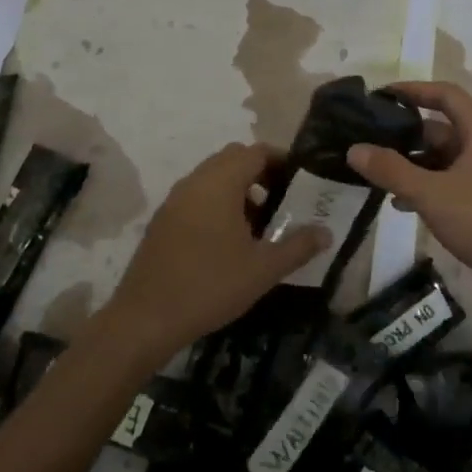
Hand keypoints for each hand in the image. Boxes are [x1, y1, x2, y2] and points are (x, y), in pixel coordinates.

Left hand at [104, 143, 329, 362]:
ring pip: (213, 177)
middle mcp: (195, 182)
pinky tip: (228, 240)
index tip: (300, 180)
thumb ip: (298, 246)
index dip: (281, 160)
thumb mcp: (263, 270)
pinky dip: (217, 203)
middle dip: (261, 172)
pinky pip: (197, 196)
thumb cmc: (209, 286)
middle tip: (283, 198)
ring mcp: (174, 200)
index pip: (256, 152)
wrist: (144, 320)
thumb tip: (327, 233)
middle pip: (233, 158)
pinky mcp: (162, 220)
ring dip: (239, 189)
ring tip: (259, 223)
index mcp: (220, 183)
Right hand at [347, 81, 471, 315]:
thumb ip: (392, 170)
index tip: (381, 95)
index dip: (413, 90)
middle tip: (368, 141)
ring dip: (413, 164)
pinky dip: (427, 186)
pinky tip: (402, 204)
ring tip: (377, 175)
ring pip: (444, 158)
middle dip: (406, 134)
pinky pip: (450, 182)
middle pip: (441, 128)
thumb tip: (354, 148)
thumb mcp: (432, 194)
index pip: (445, 95)